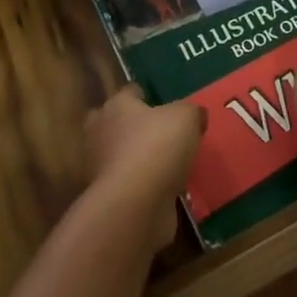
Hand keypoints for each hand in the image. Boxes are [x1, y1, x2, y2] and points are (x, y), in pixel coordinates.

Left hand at [84, 86, 203, 248]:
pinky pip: (129, 183)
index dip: (147, 95)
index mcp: (116, 105)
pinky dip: (142, 185)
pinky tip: (164, 188)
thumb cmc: (157, 147)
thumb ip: (191, 112)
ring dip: (138, 158)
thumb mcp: (186, 117)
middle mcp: (102, 132)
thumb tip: (195, 115)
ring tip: (167, 163)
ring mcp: (101, 167)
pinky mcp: (109, 196)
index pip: (130, 92)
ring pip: (121, 155)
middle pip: (117, 122)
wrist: (136, 205)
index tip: (164, 103)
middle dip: (133, 126)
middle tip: (161, 133)